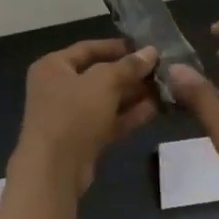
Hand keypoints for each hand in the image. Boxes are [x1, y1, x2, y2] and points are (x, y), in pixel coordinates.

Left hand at [13, 39, 158, 197]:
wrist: (54, 171)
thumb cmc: (73, 114)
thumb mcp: (104, 82)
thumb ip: (129, 66)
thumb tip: (151, 52)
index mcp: (53, 66)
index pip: (88, 48)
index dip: (117, 46)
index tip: (145, 47)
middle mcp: (58, 88)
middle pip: (99, 75)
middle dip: (130, 73)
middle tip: (160, 70)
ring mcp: (70, 116)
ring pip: (106, 100)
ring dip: (134, 94)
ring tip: (164, 88)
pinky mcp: (82, 140)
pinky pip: (109, 121)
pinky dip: (129, 115)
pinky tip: (155, 109)